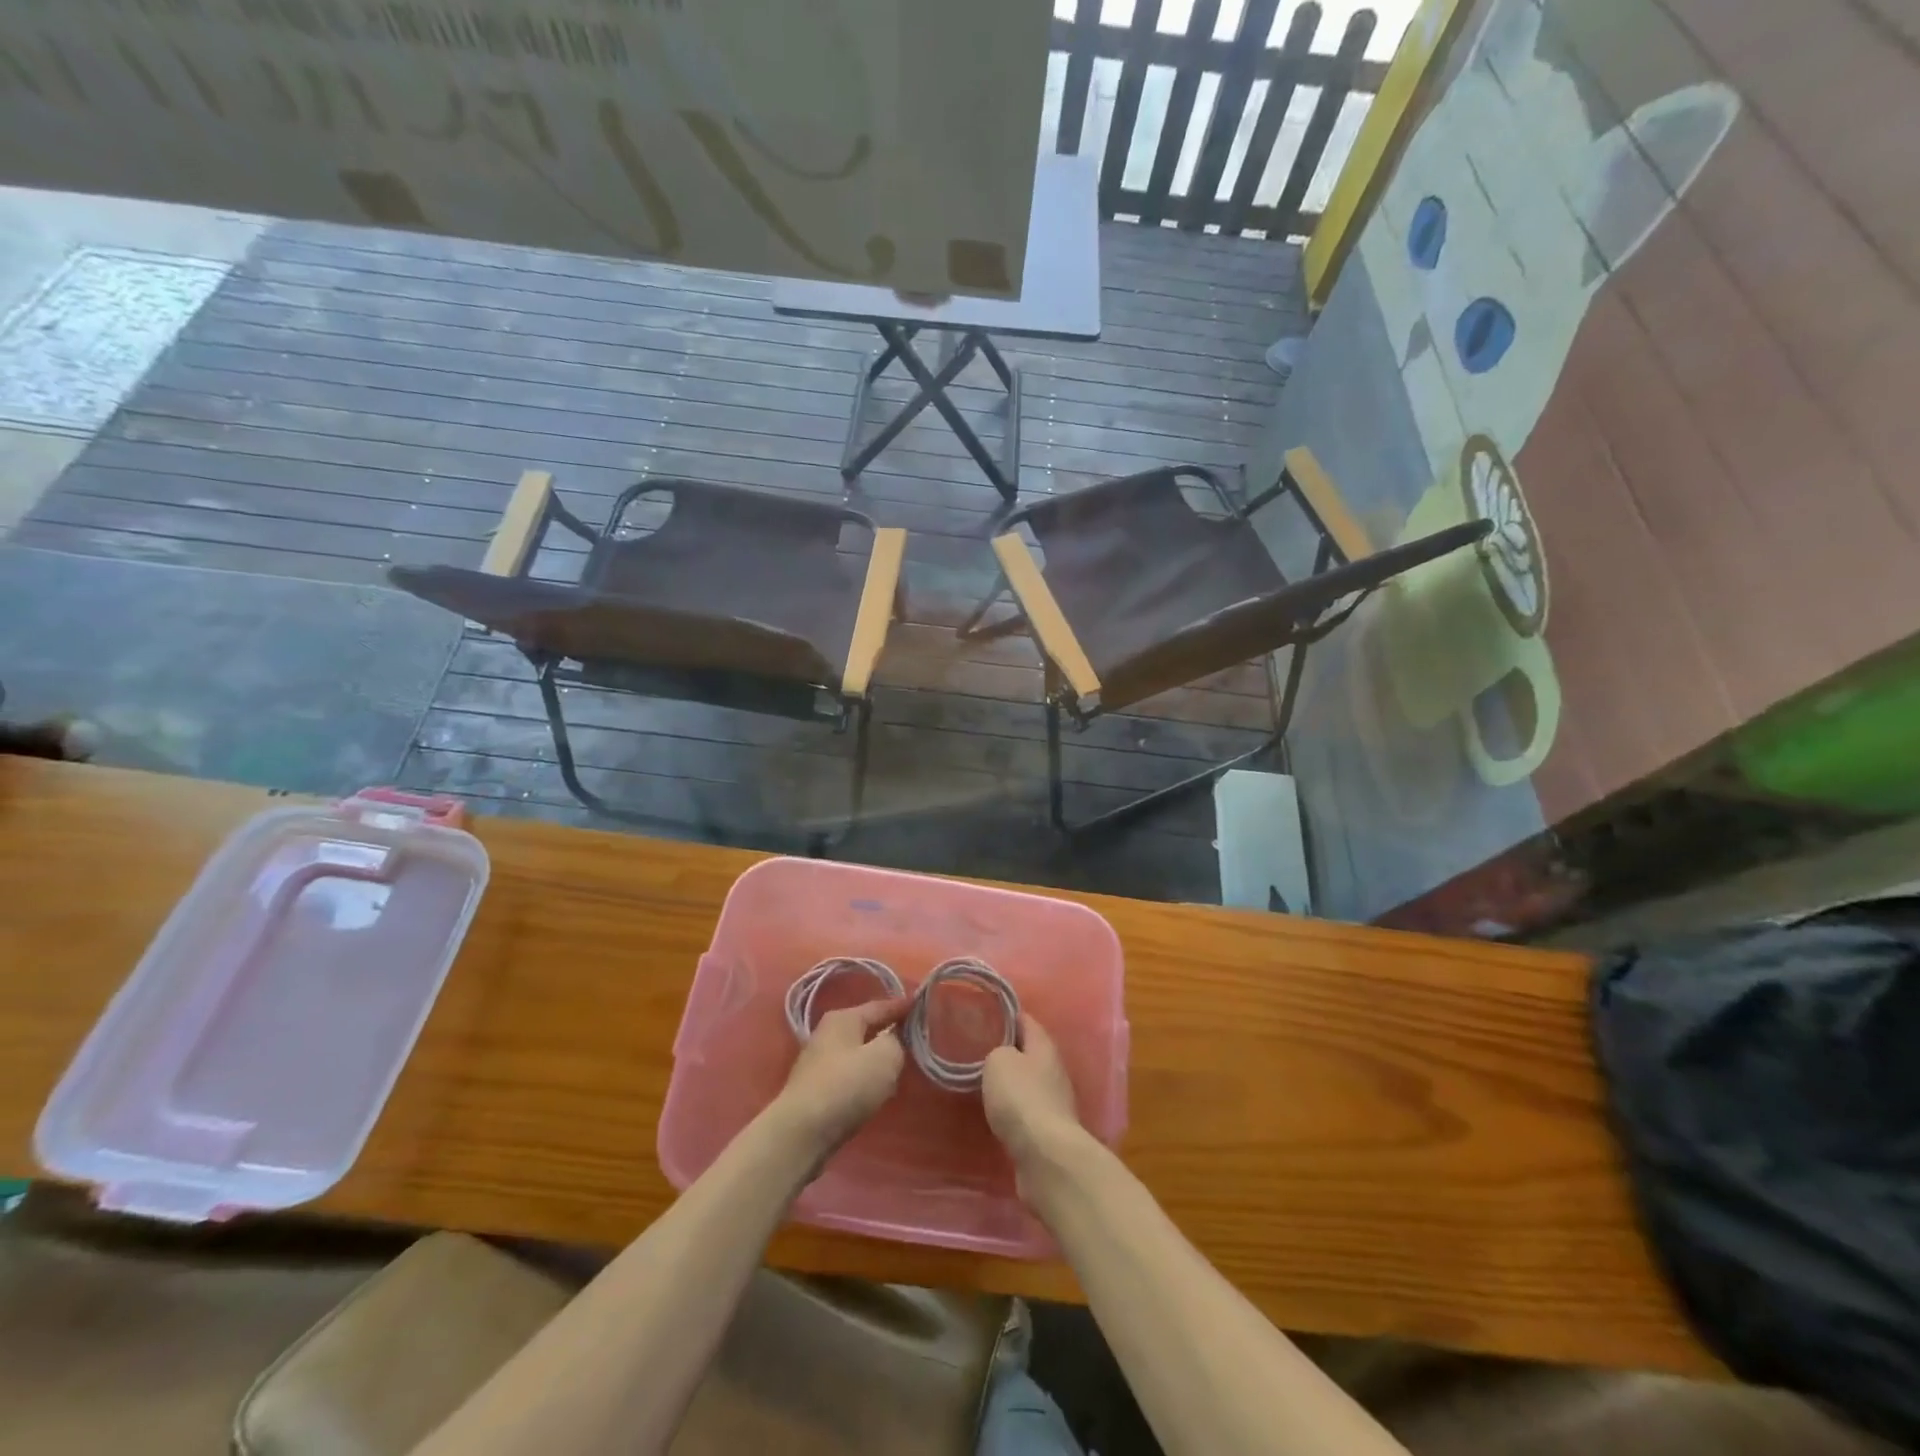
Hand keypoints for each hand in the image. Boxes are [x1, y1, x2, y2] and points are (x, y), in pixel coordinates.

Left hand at [773, 998, 910, 1160]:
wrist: (802, 1133)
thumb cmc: (846, 1086)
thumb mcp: (885, 1056)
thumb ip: (896, 1041)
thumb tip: (892, 1041)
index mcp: (843, 1018)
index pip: (880, 1006)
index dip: (903, 1007)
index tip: (922, 1006)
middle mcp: (827, 1034)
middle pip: (867, 1029)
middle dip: (889, 1033)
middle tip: (914, 1039)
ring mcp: (819, 1063)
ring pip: (858, 1054)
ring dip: (876, 1060)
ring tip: (898, 1067)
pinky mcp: (816, 1091)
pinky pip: (849, 1077)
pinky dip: (864, 1080)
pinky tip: (876, 1092)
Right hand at [983, 1015, 1085, 1185]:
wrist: (1045, 1156)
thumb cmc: (1021, 1097)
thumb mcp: (998, 1061)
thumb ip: (997, 1052)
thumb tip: (1002, 1059)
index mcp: (1044, 1046)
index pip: (1026, 1020)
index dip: (1007, 1015)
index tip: (985, 1013)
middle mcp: (1053, 1070)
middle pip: (1029, 1053)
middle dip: (1008, 1050)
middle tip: (979, 1049)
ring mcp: (1054, 1102)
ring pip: (1028, 1083)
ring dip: (1011, 1083)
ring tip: (984, 1082)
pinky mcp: (1048, 1131)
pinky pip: (1026, 1111)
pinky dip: (1013, 1110)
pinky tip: (996, 1114)